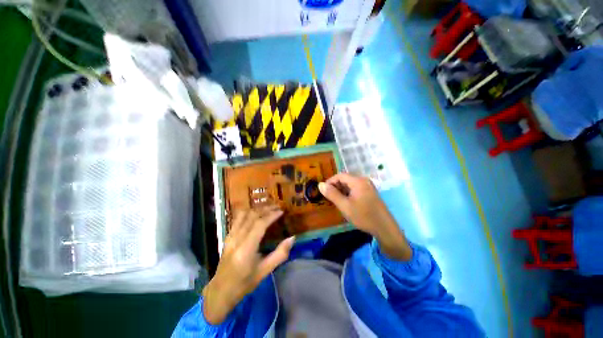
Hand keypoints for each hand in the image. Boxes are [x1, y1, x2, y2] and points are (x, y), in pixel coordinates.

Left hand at [203, 206, 294, 324]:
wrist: (221, 291)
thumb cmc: (245, 283)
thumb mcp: (265, 271)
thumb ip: (280, 254)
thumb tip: (292, 238)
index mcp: (246, 249)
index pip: (259, 224)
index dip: (271, 215)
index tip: (281, 211)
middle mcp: (237, 239)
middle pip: (252, 216)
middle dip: (266, 209)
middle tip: (277, 207)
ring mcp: (230, 236)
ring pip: (244, 214)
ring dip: (257, 209)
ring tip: (268, 208)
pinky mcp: (228, 236)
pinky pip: (238, 218)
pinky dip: (248, 212)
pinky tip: (255, 213)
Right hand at [319, 173, 411, 260]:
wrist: (385, 228)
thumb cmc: (363, 216)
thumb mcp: (345, 206)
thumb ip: (332, 194)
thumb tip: (320, 184)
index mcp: (358, 181)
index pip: (340, 175)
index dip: (330, 182)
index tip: (324, 192)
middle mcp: (364, 181)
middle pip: (345, 179)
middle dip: (335, 187)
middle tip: (329, 198)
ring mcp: (368, 186)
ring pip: (350, 185)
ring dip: (341, 191)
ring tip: (336, 201)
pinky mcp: (370, 193)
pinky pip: (355, 189)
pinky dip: (348, 194)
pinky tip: (346, 203)